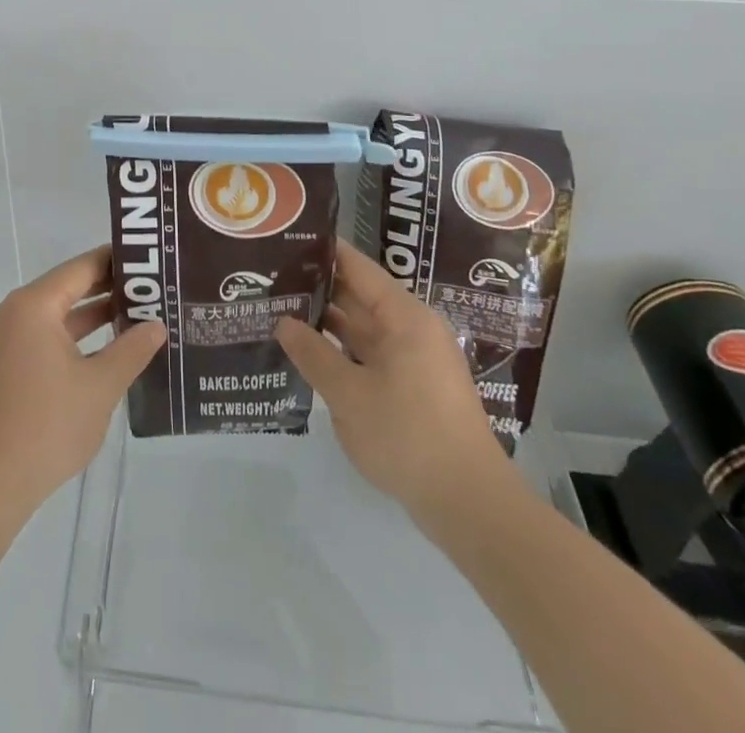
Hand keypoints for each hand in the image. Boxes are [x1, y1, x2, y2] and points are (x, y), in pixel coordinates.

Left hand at [0, 247, 165, 521]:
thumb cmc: (47, 426)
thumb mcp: (100, 385)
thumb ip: (132, 349)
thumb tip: (157, 325)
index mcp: (34, 305)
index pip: (83, 267)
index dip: (118, 261)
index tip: (152, 259)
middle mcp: (16, 312)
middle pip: (71, 287)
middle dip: (112, 288)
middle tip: (156, 287)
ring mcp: (9, 340)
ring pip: (60, 314)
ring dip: (96, 315)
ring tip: (143, 314)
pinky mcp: (9, 365)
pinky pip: (49, 336)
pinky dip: (78, 338)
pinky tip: (112, 349)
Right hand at [275, 243, 521, 523]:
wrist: (469, 504)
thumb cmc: (408, 436)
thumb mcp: (348, 395)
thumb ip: (313, 354)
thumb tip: (284, 322)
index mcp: (404, 317)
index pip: (359, 268)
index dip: (325, 253)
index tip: (290, 240)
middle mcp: (413, 330)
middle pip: (361, 297)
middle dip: (320, 289)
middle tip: (274, 279)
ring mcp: (417, 361)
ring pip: (365, 330)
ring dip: (330, 324)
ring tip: (284, 312)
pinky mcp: (416, 389)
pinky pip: (374, 356)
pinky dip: (345, 352)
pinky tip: (313, 355)